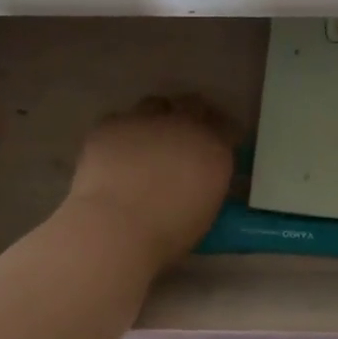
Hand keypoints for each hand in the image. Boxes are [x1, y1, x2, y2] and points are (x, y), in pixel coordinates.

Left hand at [60, 95, 239, 271]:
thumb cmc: (167, 235)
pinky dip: (121, 132)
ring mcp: (145, 120)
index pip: (227, 128)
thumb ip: (206, 183)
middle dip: (192, 114)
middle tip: (183, 133)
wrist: (115, 228)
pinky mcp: (110, 125)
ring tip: (146, 139)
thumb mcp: (204, 211)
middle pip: (194, 104)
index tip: (216, 143)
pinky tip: (115, 152)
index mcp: (215, 150)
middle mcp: (184, 126)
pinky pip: (119, 120)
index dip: (221, 133)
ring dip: (155, 117)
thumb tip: (198, 177)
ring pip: (155, 104)